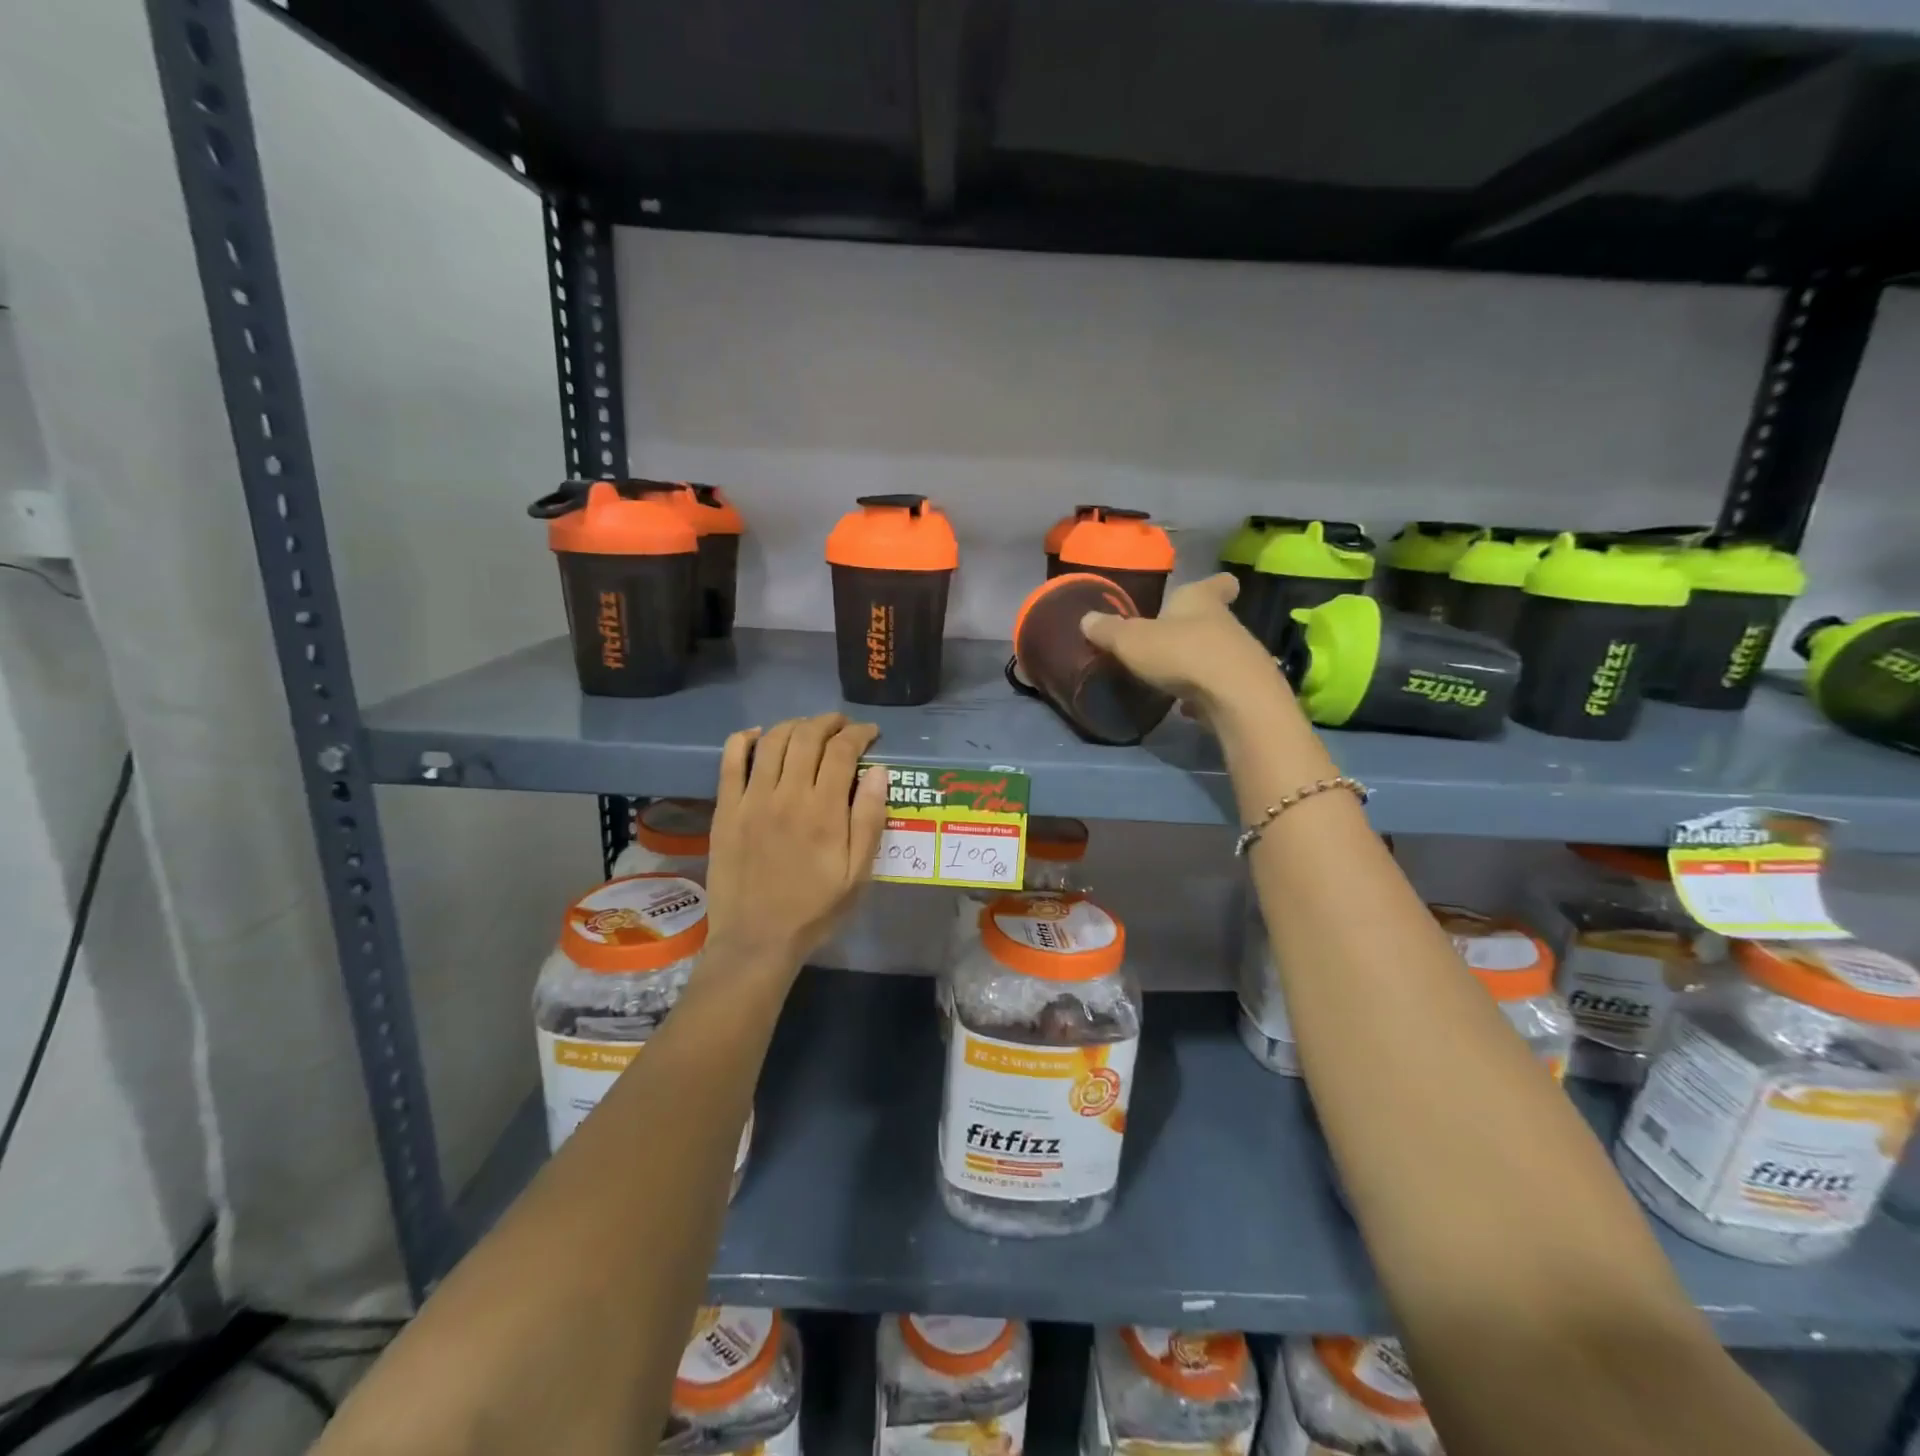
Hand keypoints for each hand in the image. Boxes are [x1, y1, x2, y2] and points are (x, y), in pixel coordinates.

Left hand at [704, 713, 889, 971]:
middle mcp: (788, 795)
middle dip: (830, 722)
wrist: (757, 939)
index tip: (870, 733)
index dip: (859, 733)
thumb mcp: (858, 874)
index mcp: (824, 811)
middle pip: (808, 736)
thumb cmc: (815, 909)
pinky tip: (759, 735)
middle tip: (842, 726)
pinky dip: (746, 739)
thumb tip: (879, 771)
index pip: (843, 751)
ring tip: (809, 729)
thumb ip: (869, 820)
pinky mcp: (726, 809)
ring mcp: (752, 799)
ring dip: (795, 725)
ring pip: (773, 740)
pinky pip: (731, 760)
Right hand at [1081, 573, 1292, 723]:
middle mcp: (1226, 623)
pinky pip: (1220, 687)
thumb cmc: (1181, 653)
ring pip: (1219, 653)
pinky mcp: (1243, 690)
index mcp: (1200, 601)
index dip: (1216, 584)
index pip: (1215, 584)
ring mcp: (1240, 658)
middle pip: (1215, 619)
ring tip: (1175, 677)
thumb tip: (1087, 619)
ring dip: (1199, 663)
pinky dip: (1206, 694)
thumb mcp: (1132, 641)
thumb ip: (1109, 631)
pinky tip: (1188, 708)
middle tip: (1173, 639)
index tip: (1220, 584)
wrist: (1233, 696)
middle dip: (1196, 628)